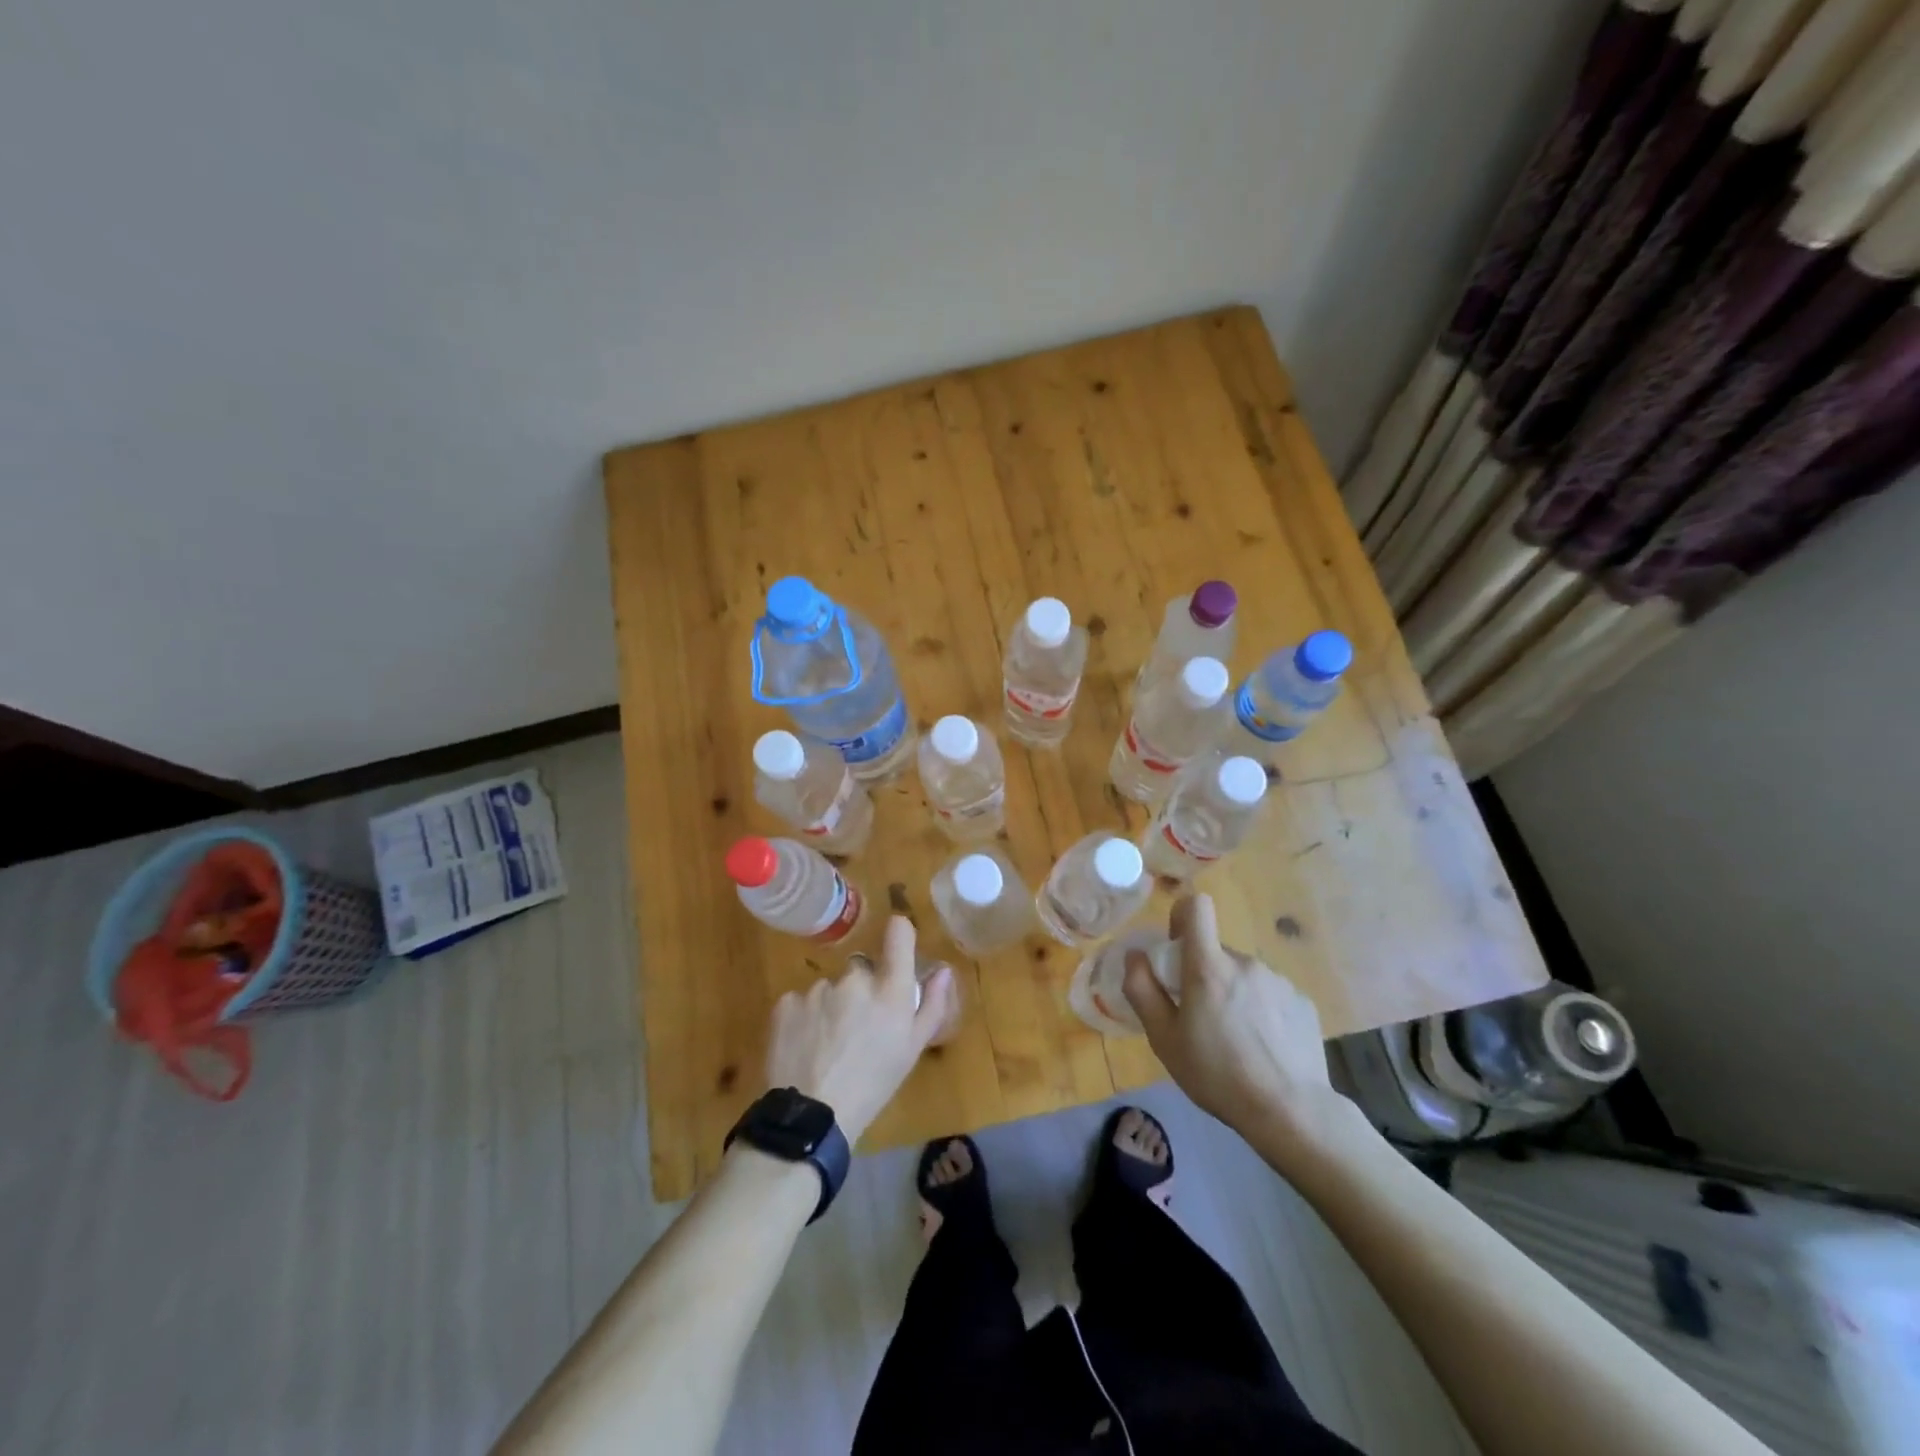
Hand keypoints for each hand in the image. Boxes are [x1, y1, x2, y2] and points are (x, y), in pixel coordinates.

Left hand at [764, 916, 956, 1144]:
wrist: (812, 1117)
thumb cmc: (873, 1085)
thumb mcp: (912, 1050)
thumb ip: (931, 1004)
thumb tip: (942, 970)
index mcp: (890, 989)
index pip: (898, 933)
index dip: (898, 934)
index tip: (896, 944)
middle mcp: (854, 980)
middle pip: (860, 970)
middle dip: (860, 991)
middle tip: (857, 1029)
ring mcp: (818, 989)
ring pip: (829, 989)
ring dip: (830, 1007)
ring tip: (827, 1046)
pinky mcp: (787, 1002)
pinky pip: (800, 1002)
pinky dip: (803, 1019)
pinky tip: (804, 1047)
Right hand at [1123, 894, 1342, 1146]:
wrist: (1291, 1113)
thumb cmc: (1217, 1075)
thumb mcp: (1164, 1039)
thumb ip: (1142, 990)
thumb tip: (1135, 955)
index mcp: (1209, 967)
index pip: (1196, 906)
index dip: (1181, 917)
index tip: (1176, 950)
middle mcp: (1246, 963)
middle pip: (1216, 952)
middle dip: (1204, 974)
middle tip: (1201, 1018)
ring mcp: (1279, 982)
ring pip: (1243, 975)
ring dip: (1233, 994)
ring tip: (1236, 1039)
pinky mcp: (1303, 1003)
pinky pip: (1270, 994)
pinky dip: (1261, 1011)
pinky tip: (1264, 1048)